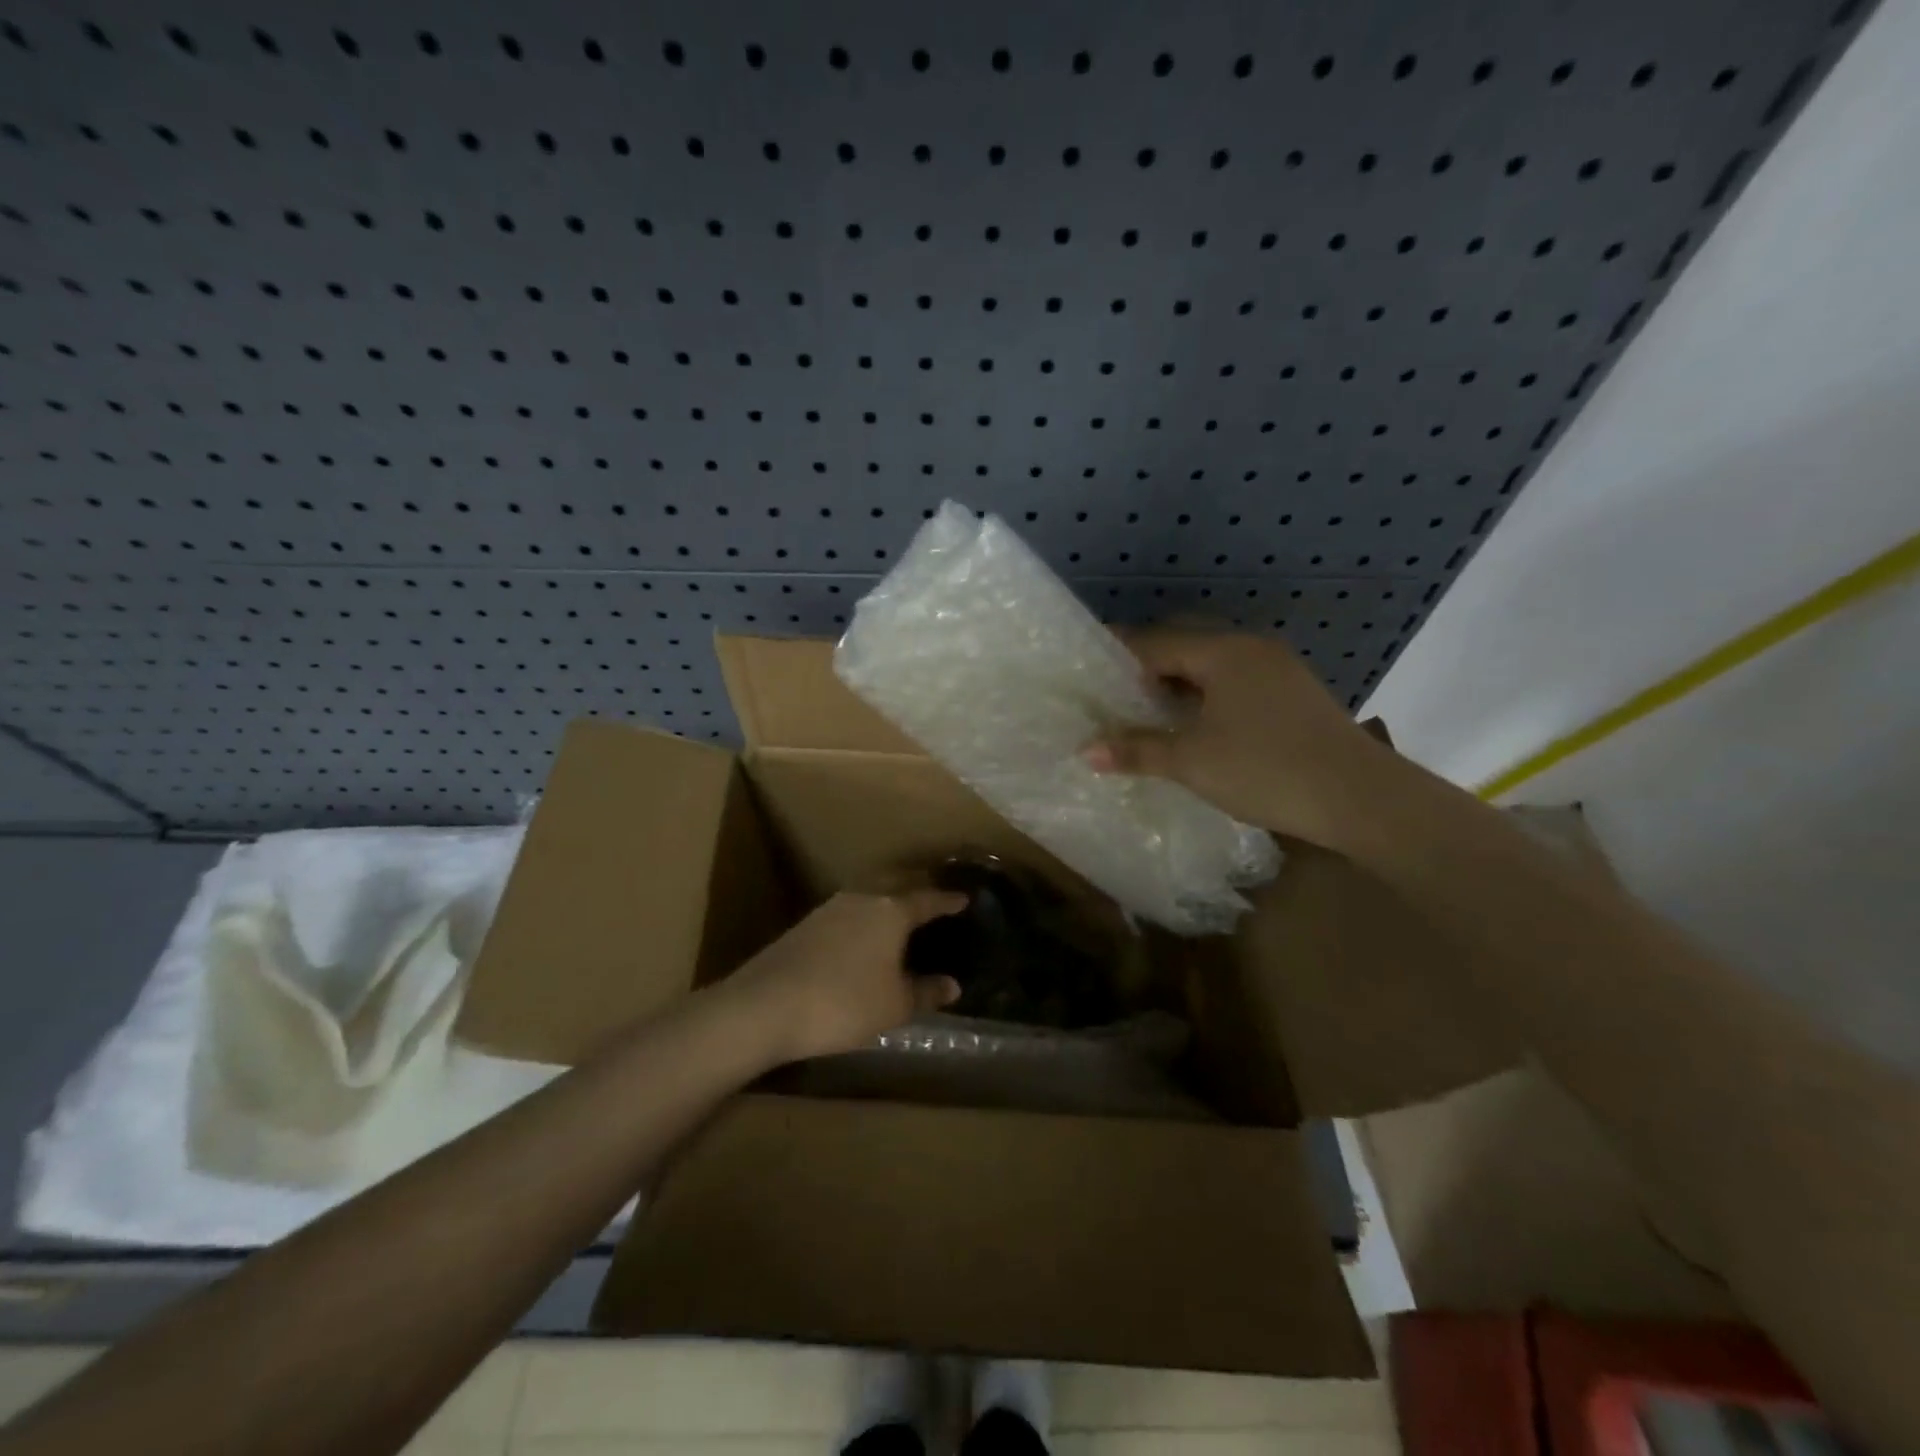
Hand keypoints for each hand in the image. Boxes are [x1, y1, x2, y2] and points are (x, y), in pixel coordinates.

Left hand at [724, 890, 968, 1063]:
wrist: (764, 1006)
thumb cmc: (843, 1003)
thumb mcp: (894, 1006)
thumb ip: (925, 992)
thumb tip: (952, 985)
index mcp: (891, 911)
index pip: (927, 899)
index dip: (948, 900)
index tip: (964, 898)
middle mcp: (862, 898)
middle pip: (896, 884)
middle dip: (917, 888)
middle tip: (934, 896)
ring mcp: (829, 908)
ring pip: (868, 895)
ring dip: (887, 901)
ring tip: (899, 916)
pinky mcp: (805, 925)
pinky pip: (847, 912)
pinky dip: (864, 918)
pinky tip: (863, 937)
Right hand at [1084, 628, 1395, 850]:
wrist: (1362, 798)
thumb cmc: (1266, 770)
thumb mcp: (1192, 761)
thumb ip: (1137, 750)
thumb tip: (1086, 750)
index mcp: (1224, 652)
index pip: (1155, 643)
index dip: (1117, 656)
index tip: (1086, 672)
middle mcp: (1252, 649)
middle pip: (1184, 650)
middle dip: (1145, 672)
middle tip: (1110, 699)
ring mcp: (1279, 670)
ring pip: (1212, 669)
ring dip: (1177, 688)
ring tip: (1145, 716)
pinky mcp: (1295, 695)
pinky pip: (1236, 685)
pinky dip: (1207, 699)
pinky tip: (1194, 727)